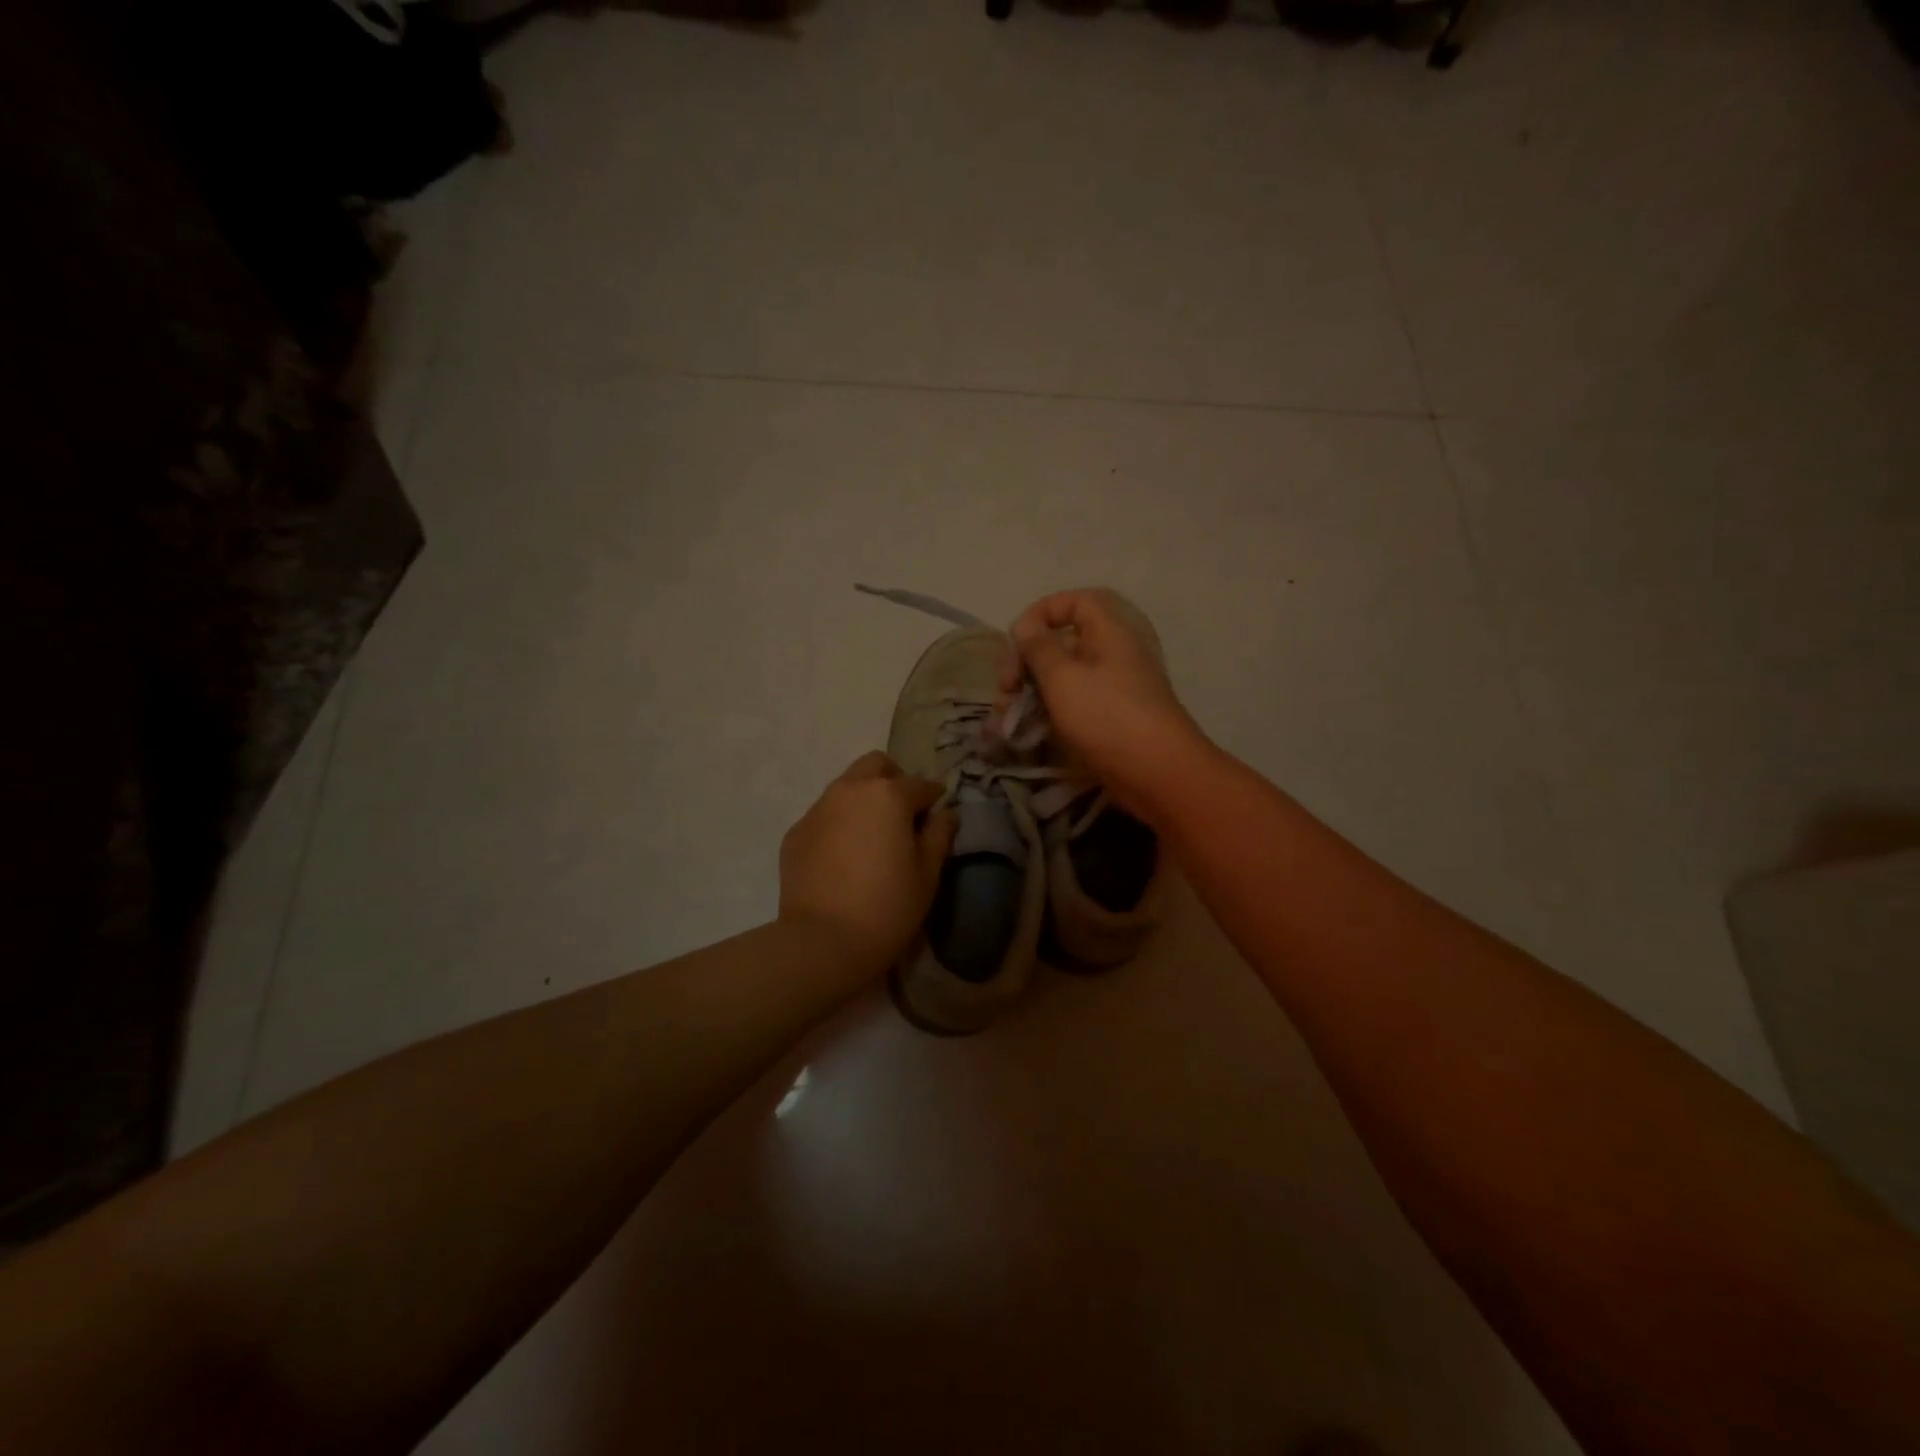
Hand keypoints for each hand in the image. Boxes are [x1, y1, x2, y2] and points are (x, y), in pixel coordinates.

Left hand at [779, 752, 956, 971]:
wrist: (823, 941)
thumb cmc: (888, 906)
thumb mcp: (928, 874)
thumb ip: (939, 835)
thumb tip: (946, 814)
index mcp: (888, 794)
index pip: (920, 785)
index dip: (934, 798)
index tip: (938, 815)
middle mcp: (850, 790)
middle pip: (876, 765)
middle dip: (893, 780)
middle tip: (903, 814)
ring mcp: (817, 809)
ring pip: (846, 787)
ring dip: (863, 799)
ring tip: (872, 836)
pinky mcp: (795, 833)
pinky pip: (824, 815)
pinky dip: (839, 823)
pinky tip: (844, 857)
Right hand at [1002, 589, 1204, 819]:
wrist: (1157, 773)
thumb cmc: (1107, 716)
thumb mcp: (1062, 677)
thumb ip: (1038, 647)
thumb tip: (1025, 625)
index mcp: (1109, 631)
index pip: (1075, 602)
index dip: (1042, 612)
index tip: (1016, 639)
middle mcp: (1113, 654)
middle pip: (1063, 642)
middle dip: (1027, 661)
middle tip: (1006, 688)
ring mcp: (1113, 688)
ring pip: (1064, 677)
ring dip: (1031, 692)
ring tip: (1007, 718)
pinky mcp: (1110, 718)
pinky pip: (1073, 704)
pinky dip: (1048, 712)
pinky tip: (1026, 731)